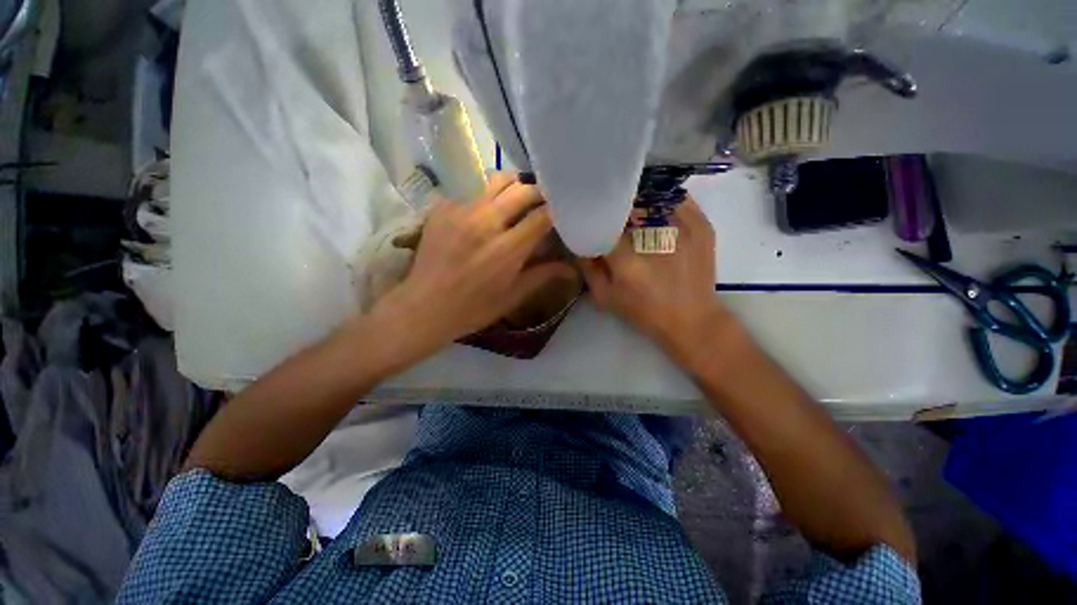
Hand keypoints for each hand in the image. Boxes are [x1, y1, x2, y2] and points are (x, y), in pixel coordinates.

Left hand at [369, 173, 574, 365]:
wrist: (424, 307)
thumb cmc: (474, 308)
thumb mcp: (513, 296)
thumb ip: (543, 275)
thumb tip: (572, 268)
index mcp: (508, 249)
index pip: (542, 215)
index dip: (556, 210)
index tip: (562, 213)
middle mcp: (486, 222)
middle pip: (523, 189)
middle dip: (538, 193)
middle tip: (542, 204)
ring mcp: (461, 211)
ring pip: (497, 181)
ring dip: (514, 187)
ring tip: (516, 202)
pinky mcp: (442, 208)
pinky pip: (472, 192)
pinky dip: (486, 199)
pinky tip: (483, 216)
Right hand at [579, 198, 729, 359]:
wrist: (692, 319)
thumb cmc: (644, 311)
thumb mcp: (606, 297)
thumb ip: (588, 268)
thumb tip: (580, 242)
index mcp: (627, 259)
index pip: (602, 223)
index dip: (593, 219)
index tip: (589, 219)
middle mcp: (654, 237)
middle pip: (627, 207)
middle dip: (615, 210)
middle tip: (611, 217)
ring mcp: (682, 227)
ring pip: (652, 197)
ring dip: (638, 202)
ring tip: (632, 212)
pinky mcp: (701, 225)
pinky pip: (677, 199)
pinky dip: (662, 200)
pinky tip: (655, 210)